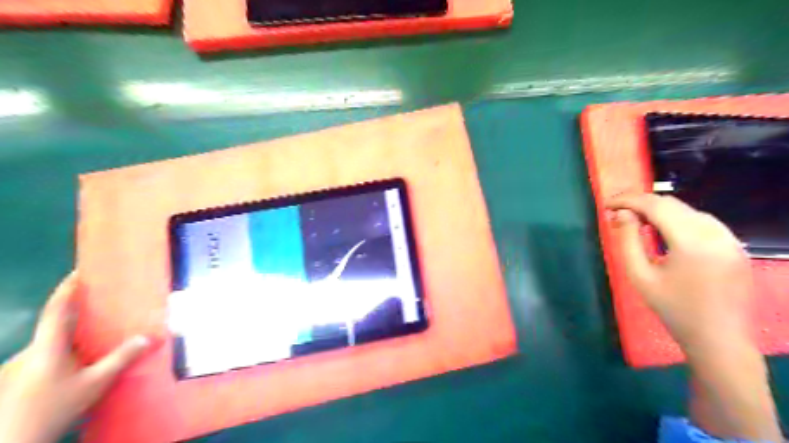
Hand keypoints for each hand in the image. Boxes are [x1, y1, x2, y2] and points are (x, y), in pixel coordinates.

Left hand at [0, 272, 148, 442]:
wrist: (12, 441)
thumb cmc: (53, 407)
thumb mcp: (95, 383)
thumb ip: (121, 358)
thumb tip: (148, 337)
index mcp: (47, 346)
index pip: (57, 309)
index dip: (68, 288)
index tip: (81, 271)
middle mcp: (31, 350)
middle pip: (55, 324)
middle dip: (78, 312)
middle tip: (104, 303)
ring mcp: (21, 365)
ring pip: (52, 341)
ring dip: (74, 334)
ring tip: (100, 332)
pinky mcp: (19, 377)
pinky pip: (48, 354)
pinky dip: (68, 349)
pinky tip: (83, 359)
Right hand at [605, 192, 777, 441]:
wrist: (718, 338)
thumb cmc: (672, 308)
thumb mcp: (639, 276)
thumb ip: (626, 241)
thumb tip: (620, 214)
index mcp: (692, 242)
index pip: (656, 206)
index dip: (628, 200)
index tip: (607, 204)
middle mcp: (716, 233)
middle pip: (673, 204)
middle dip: (642, 203)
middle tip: (617, 212)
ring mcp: (731, 239)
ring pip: (688, 210)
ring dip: (660, 210)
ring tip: (636, 220)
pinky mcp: (736, 246)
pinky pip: (702, 221)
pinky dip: (678, 219)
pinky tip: (664, 231)